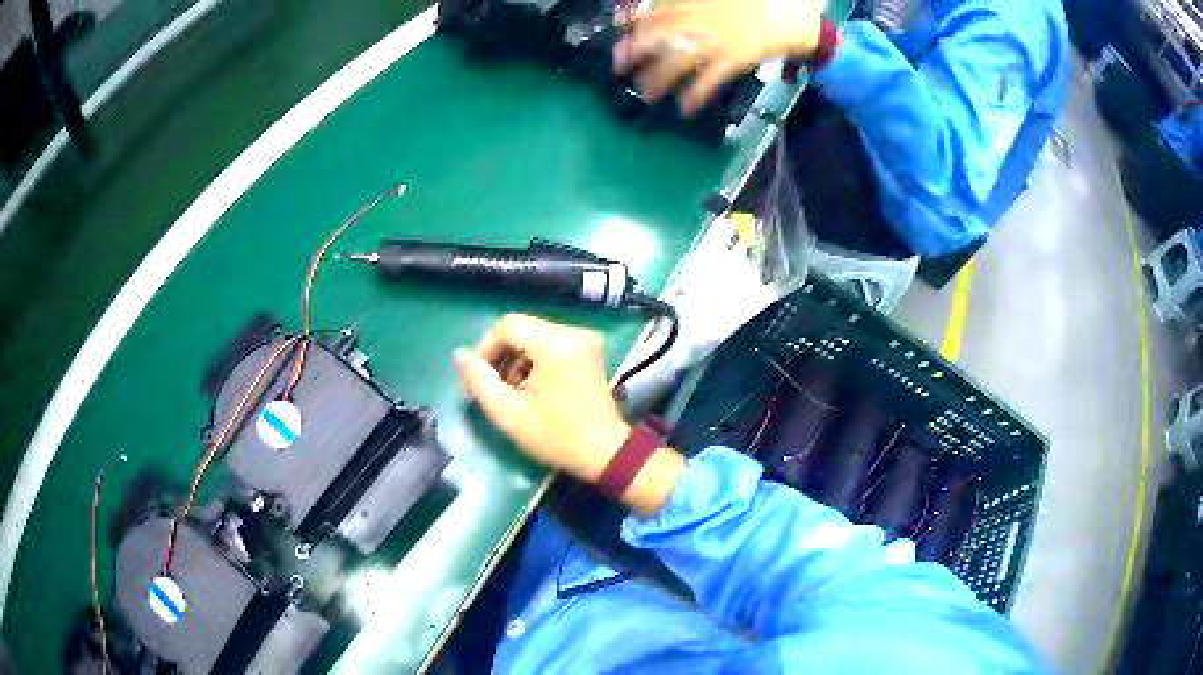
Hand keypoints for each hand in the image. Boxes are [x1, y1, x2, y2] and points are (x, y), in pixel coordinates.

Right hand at [455, 314, 684, 513]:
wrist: (606, 453)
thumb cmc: (556, 436)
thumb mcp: (508, 413)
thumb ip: (479, 381)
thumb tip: (460, 355)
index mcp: (556, 344)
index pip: (507, 326)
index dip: (485, 348)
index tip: (479, 377)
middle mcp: (574, 332)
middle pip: (522, 328)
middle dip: (501, 354)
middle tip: (492, 386)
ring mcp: (586, 339)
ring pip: (535, 335)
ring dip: (518, 359)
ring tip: (512, 391)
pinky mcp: (590, 350)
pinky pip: (551, 343)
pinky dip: (536, 360)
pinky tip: (533, 388)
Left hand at [614, 0, 823, 113]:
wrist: (798, 17)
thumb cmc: (764, 1)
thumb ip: (695, 2)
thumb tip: (662, 9)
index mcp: (696, 0)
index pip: (655, 10)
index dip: (633, 21)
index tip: (619, 30)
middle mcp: (700, 18)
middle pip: (657, 36)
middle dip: (635, 51)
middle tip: (619, 66)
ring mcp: (717, 39)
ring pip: (677, 60)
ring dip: (658, 79)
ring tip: (647, 94)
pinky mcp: (736, 59)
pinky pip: (709, 79)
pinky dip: (696, 94)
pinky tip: (686, 108)